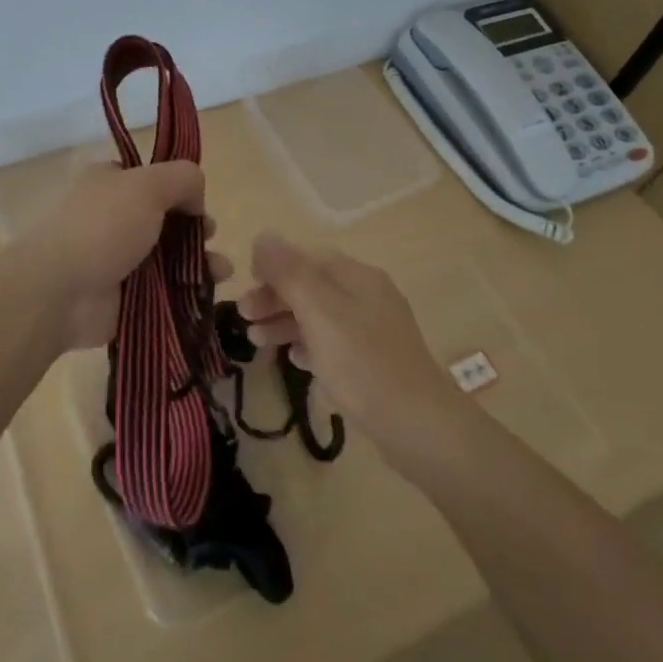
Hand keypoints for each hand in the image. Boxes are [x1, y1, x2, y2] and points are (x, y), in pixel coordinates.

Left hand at [18, 160, 231, 352]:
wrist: (59, 291)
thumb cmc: (102, 227)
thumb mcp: (148, 184)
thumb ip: (182, 178)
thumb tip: (196, 197)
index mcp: (110, 182)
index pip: (151, 179)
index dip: (179, 189)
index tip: (198, 203)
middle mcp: (112, 217)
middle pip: (165, 219)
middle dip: (195, 227)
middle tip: (210, 235)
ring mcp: (117, 259)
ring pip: (168, 256)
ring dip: (199, 260)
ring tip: (222, 270)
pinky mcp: (124, 297)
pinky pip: (163, 291)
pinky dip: (187, 292)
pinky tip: (209, 293)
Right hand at [237, 235, 465, 471]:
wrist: (418, 426)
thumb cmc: (362, 362)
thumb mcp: (318, 311)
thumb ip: (288, 272)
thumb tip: (264, 235)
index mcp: (357, 276)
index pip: (307, 257)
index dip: (273, 267)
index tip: (246, 286)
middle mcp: (368, 295)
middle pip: (311, 286)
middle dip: (275, 298)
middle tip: (244, 317)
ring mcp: (374, 330)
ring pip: (319, 316)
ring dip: (285, 323)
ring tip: (256, 343)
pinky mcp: (375, 362)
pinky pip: (333, 344)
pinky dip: (309, 346)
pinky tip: (294, 360)